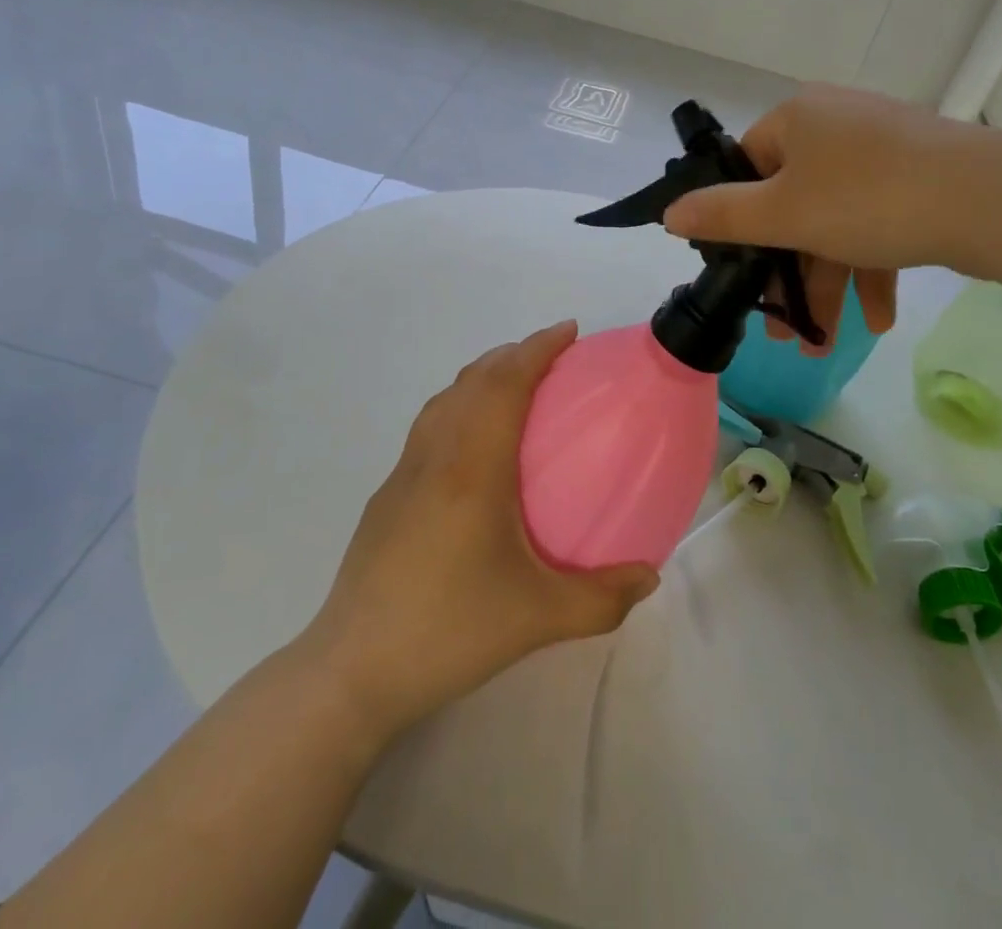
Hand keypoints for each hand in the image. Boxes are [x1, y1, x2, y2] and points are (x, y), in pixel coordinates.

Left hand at [300, 321, 658, 749]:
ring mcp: (404, 473)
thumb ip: (602, 598)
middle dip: (514, 354)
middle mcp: (435, 455)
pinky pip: (430, 426)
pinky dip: (460, 406)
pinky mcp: (387, 496)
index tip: (569, 330)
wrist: (352, 670)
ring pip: (445, 399)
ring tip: (518, 388)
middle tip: (554, 357)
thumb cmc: (449, 630)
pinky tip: (476, 447)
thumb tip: (649, 576)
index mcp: (471, 466)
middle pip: (473, 379)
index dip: (537, 347)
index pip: (504, 382)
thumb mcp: (538, 619)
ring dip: (483, 376)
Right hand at [664, 85, 1001, 342]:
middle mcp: (836, 125)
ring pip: (835, 222)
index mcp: (798, 120)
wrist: (997, 201)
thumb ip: (723, 215)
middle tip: (784, 328)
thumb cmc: (872, 199)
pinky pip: (877, 223)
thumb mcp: (785, 214)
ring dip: (827, 284)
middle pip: (792, 204)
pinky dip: (871, 269)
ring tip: (824, 345)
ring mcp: (882, 151)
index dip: (737, 221)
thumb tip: (670, 213)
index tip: (740, 271)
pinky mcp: (919, 178)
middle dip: (788, 273)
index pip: (745, 167)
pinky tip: (877, 320)